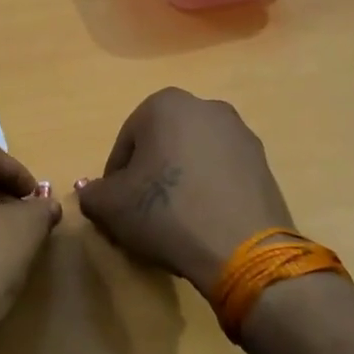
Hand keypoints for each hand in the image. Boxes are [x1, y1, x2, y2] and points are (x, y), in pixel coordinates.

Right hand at [76, 88, 294, 298]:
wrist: (241, 249)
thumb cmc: (165, 212)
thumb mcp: (110, 206)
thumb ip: (92, 193)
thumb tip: (90, 191)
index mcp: (165, 105)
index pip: (126, 143)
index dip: (116, 178)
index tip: (117, 207)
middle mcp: (206, 107)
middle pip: (162, 145)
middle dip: (150, 175)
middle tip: (142, 213)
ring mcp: (240, 134)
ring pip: (193, 157)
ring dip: (180, 181)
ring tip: (175, 221)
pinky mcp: (263, 163)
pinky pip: (222, 173)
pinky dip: (208, 190)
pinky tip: (203, 222)